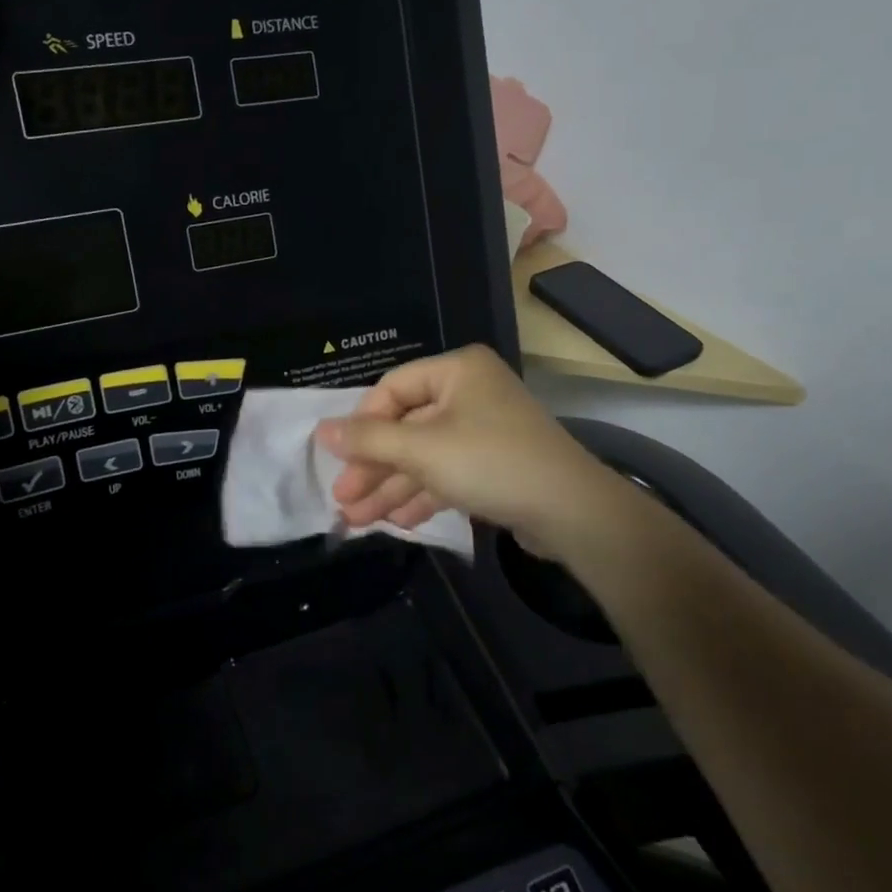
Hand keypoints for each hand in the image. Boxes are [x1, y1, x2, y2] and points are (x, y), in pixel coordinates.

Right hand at [315, 345, 617, 559]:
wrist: (572, 512)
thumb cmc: (489, 462)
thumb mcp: (421, 449)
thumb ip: (368, 439)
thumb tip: (320, 430)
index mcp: (457, 370)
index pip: (392, 388)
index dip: (361, 424)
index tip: (338, 458)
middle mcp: (470, 392)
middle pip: (406, 426)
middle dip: (373, 466)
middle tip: (343, 499)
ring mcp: (484, 430)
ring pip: (425, 455)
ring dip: (391, 487)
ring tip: (357, 520)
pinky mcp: (495, 465)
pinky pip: (447, 473)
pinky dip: (421, 494)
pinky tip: (396, 522)